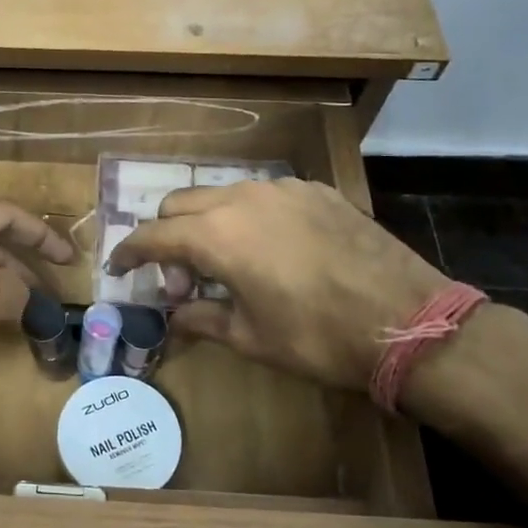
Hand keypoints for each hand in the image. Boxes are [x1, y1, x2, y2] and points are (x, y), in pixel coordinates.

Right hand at [108, 179, 446, 389]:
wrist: (409, 319)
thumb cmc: (318, 337)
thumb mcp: (250, 337)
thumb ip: (202, 318)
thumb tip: (174, 314)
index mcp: (216, 236)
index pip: (152, 235)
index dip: (128, 252)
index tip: (118, 268)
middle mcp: (242, 199)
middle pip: (179, 204)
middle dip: (167, 237)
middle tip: (183, 279)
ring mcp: (282, 189)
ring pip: (221, 194)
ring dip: (206, 223)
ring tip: (228, 264)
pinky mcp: (316, 191)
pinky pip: (263, 195)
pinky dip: (248, 217)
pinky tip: (271, 250)